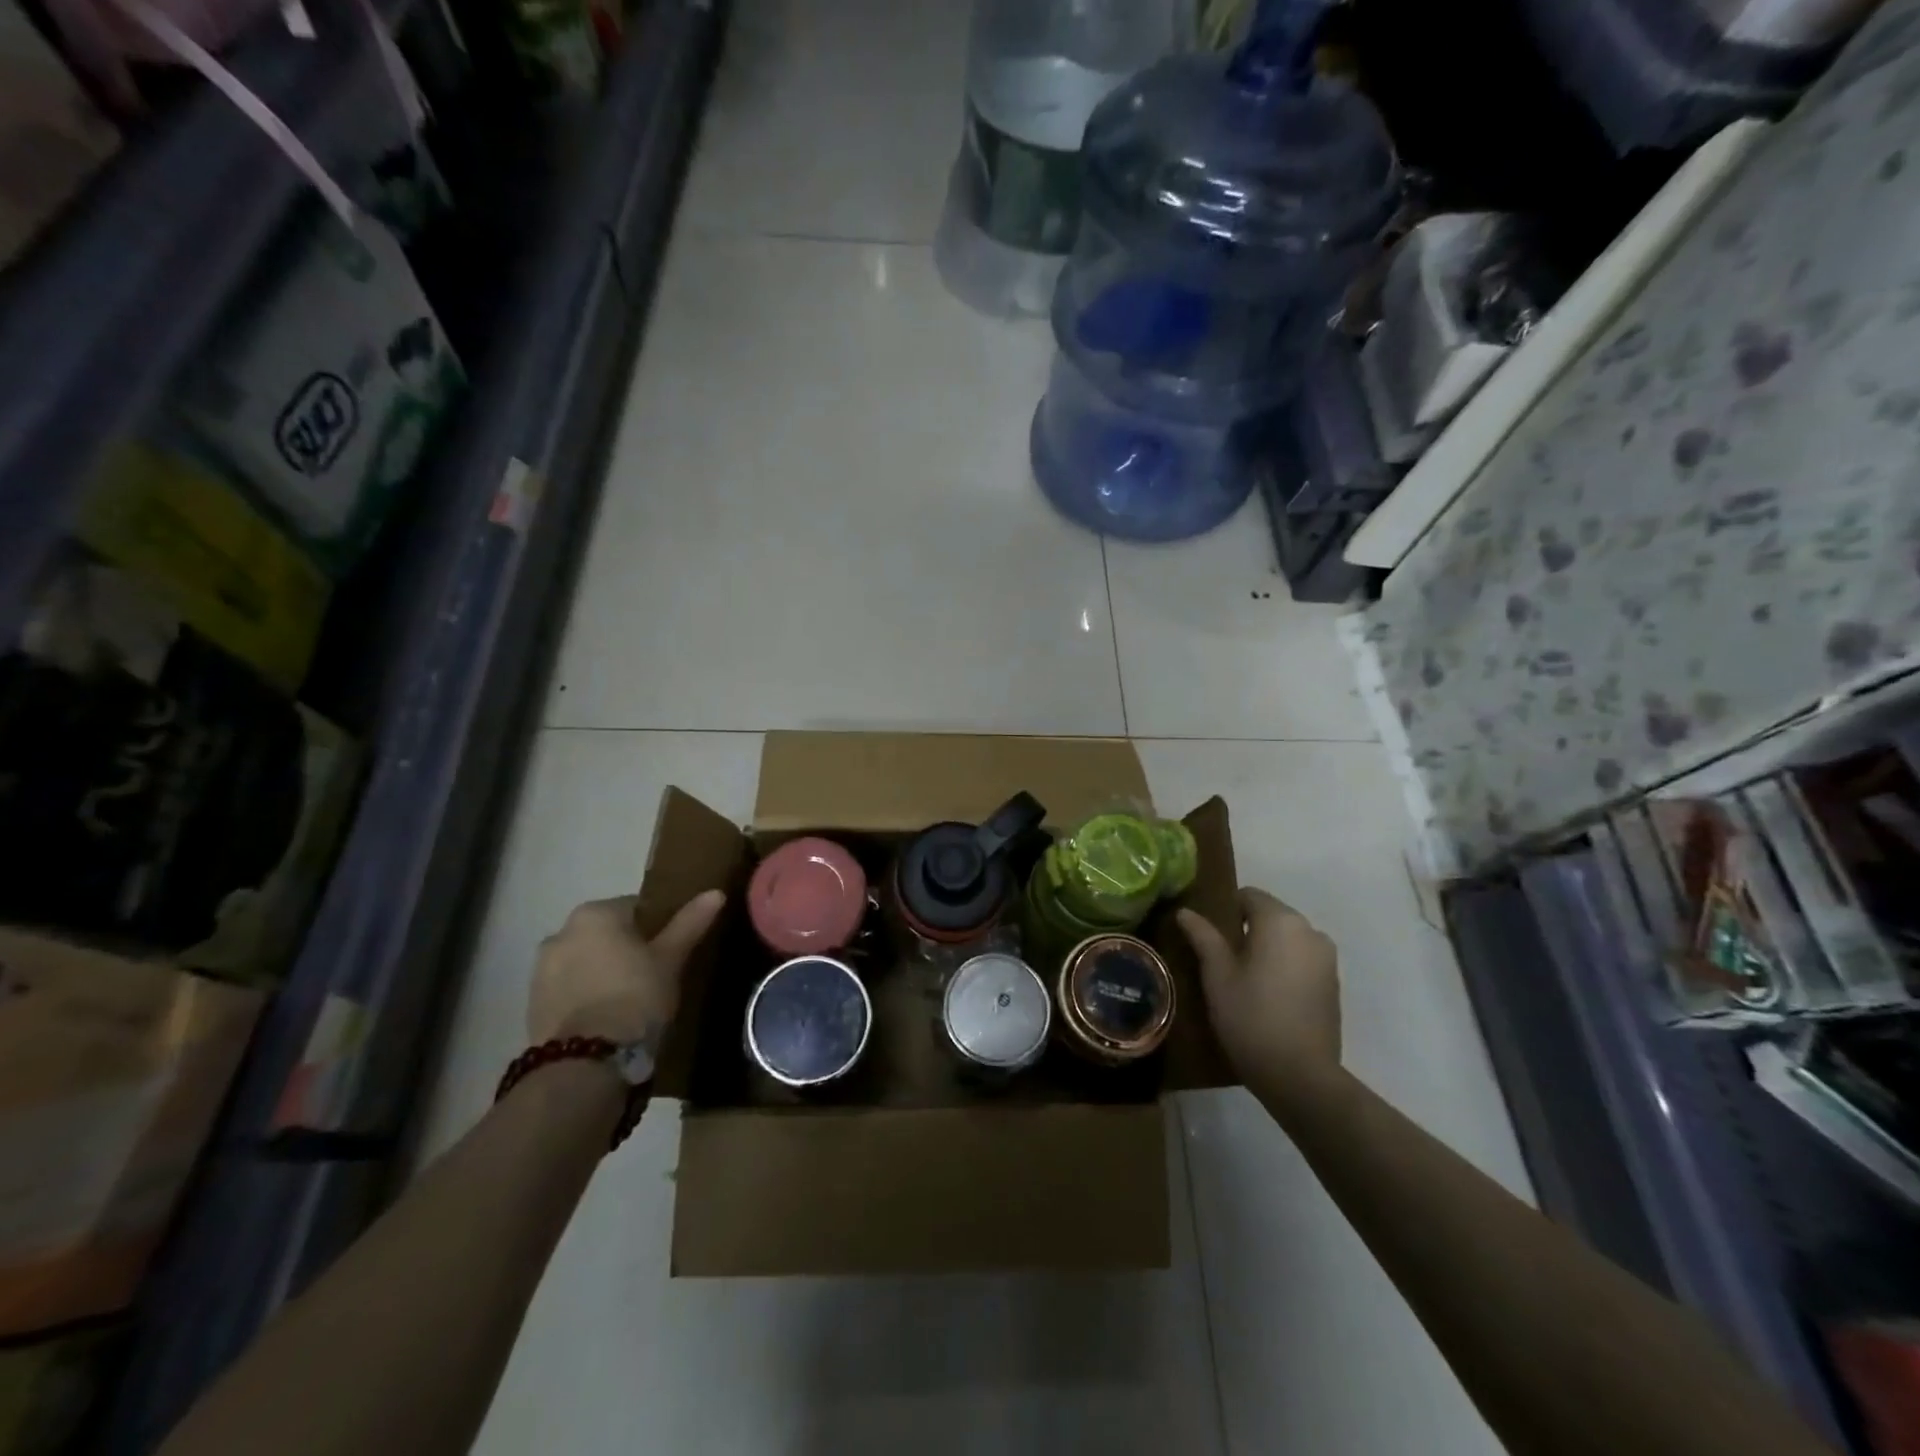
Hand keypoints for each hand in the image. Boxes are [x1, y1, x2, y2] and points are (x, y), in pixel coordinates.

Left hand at [528, 890, 725, 1046]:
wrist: (585, 1063)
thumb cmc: (635, 997)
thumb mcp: (671, 959)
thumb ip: (689, 923)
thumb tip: (716, 893)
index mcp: (595, 913)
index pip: (636, 907)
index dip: (658, 927)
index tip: (671, 950)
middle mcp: (561, 932)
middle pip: (606, 934)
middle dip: (626, 949)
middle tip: (654, 975)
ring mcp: (540, 970)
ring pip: (585, 961)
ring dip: (603, 972)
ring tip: (630, 1000)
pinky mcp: (532, 1005)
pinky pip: (569, 988)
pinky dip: (586, 995)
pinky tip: (606, 1017)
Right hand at [1177, 888, 1341, 1108]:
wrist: (1300, 1076)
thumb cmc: (1250, 1017)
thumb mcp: (1217, 975)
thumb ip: (1203, 936)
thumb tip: (1185, 912)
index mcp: (1280, 921)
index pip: (1248, 895)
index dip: (1225, 911)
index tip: (1209, 937)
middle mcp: (1310, 930)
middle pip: (1270, 915)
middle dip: (1246, 930)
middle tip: (1221, 960)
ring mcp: (1327, 958)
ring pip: (1287, 938)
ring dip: (1267, 948)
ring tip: (1244, 979)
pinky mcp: (1334, 983)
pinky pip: (1302, 959)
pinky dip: (1284, 966)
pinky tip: (1268, 996)